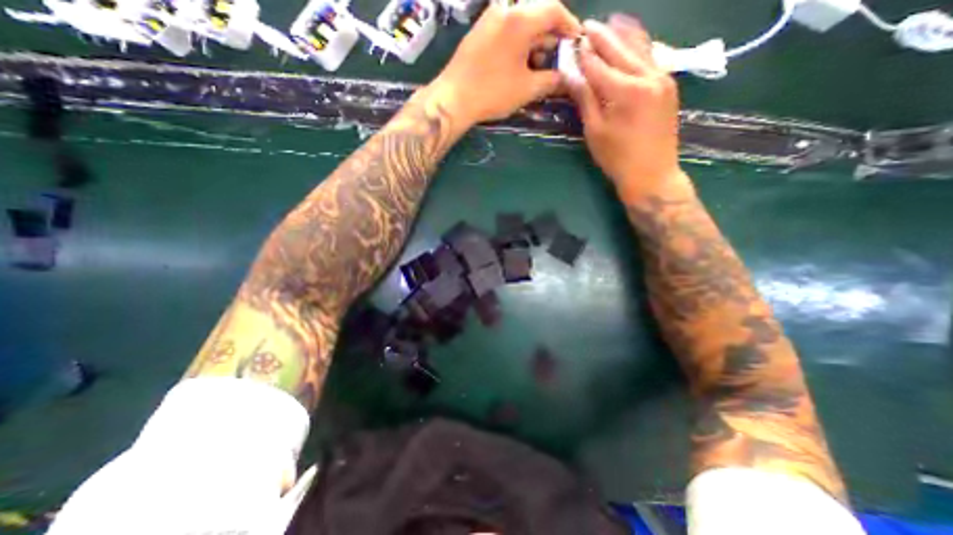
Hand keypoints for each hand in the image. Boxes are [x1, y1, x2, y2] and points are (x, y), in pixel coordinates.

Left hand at [427, 1, 580, 126]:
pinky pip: (506, 30)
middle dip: (551, 35)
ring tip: (539, 65)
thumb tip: (566, 79)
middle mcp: (505, 10)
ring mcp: (489, 19)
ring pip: (520, 22)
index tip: (575, 42)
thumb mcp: (527, 89)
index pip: (554, 10)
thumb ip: (551, 81)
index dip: (569, 25)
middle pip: (537, 14)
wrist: (454, 98)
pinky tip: (519, 63)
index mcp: (520, 19)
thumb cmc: (493, 92)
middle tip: (558, 56)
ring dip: (534, 41)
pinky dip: (518, 43)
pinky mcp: (479, 31)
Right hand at [568, 15, 689, 205]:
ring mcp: (663, 78)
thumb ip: (585, 98)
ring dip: (624, 34)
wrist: (652, 174)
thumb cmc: (617, 158)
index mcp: (627, 90)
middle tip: (588, 25)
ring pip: (641, 48)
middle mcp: (648, 76)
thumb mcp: (595, 131)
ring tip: (610, 22)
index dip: (584, 53)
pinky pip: (652, 58)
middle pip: (622, 49)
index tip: (572, 41)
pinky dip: (640, 47)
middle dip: (603, 37)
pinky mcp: (669, 85)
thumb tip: (570, 73)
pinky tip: (632, 41)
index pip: (600, 64)